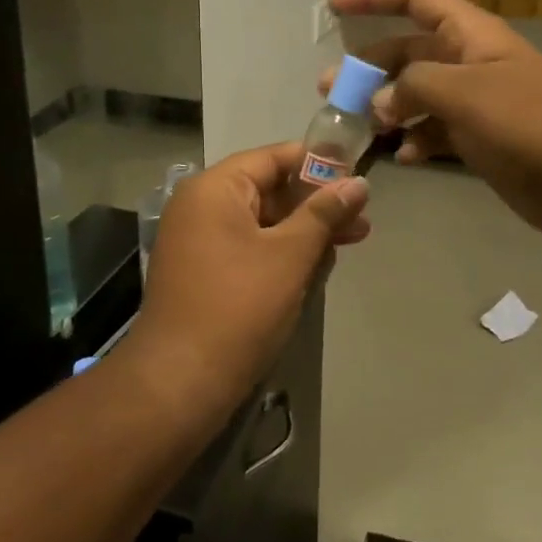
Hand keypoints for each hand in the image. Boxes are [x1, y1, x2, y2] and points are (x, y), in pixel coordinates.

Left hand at [121, 143, 368, 422]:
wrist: (179, 383)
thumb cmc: (239, 307)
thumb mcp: (290, 255)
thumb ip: (324, 213)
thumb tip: (358, 182)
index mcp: (215, 189)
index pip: (273, 158)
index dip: (317, 164)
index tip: (357, 176)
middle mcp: (201, 206)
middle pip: (269, 190)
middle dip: (316, 206)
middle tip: (362, 222)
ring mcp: (198, 241)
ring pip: (262, 223)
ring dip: (303, 233)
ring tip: (345, 247)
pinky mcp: (203, 273)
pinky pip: (248, 248)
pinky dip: (280, 254)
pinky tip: (314, 269)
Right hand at [323, 0, 541, 253]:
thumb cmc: (528, 125)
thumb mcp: (464, 94)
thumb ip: (412, 87)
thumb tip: (379, 102)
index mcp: (471, 34)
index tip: (334, 6)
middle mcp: (471, 61)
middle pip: (409, 51)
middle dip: (369, 66)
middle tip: (331, 89)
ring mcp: (478, 102)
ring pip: (418, 93)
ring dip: (387, 106)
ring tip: (357, 128)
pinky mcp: (482, 138)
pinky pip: (437, 129)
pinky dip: (416, 139)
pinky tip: (403, 157)